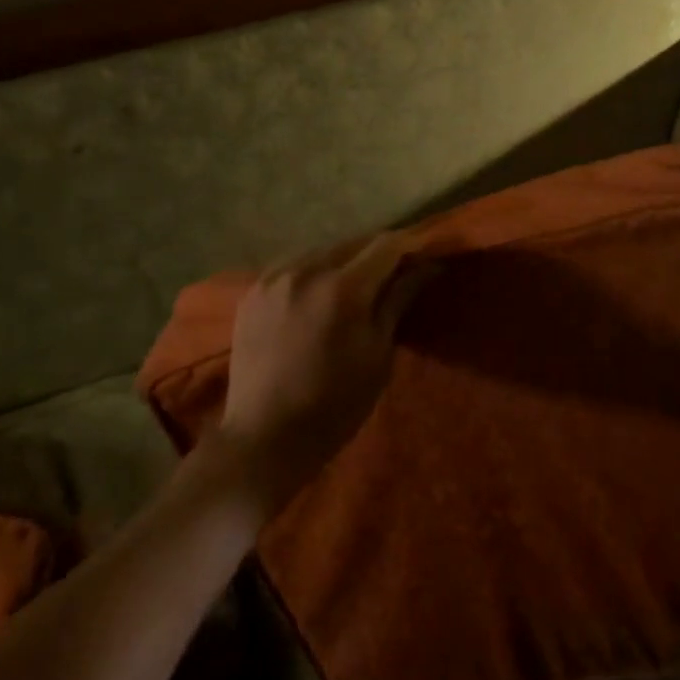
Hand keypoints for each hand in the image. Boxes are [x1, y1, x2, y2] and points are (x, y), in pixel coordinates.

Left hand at [218, 233, 425, 511]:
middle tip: (396, 271)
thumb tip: (426, 267)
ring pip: (322, 250)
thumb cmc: (334, 405)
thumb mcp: (378, 355)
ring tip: (358, 282)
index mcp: (342, 289)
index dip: (409, 246)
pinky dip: (314, 270)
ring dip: (345, 259)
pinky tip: (320, 291)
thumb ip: (397, 301)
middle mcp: (306, 270)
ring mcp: (274, 277)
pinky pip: (294, 264)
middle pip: (353, 242)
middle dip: (378, 252)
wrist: (264, 437)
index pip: (385, 245)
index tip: (423, 256)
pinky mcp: (254, 289)